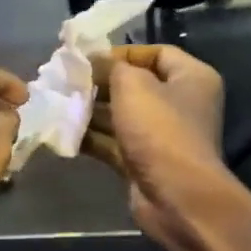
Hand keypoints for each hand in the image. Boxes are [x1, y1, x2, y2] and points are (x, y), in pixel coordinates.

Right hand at [83, 45, 227, 250]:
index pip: (156, 53)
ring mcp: (161, 136)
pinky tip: (63, 132)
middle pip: (135, 85)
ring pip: (120, 115)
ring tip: (59, 104)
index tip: (88, 59)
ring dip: (90, 111)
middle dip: (99, 83)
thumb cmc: (160, 130)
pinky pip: (113, 142)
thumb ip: (111, 67)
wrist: (176, 196)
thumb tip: (93, 60)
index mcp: (191, 78)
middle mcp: (180, 104)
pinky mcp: (143, 161)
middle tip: (67, 81)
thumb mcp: (133, 86)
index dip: (122, 53)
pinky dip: (91, 137)